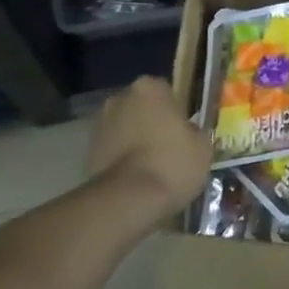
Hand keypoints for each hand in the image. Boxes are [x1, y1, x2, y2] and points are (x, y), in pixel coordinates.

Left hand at [86, 76, 211, 221]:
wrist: (128, 200)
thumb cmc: (171, 163)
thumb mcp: (202, 145)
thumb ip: (193, 131)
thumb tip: (186, 133)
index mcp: (149, 87)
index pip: (165, 91)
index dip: (175, 112)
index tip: (182, 132)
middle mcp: (120, 98)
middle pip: (140, 108)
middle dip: (150, 123)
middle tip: (166, 148)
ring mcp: (100, 125)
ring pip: (124, 128)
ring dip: (133, 141)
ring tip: (149, 169)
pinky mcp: (87, 152)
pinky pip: (111, 150)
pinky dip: (120, 160)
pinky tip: (134, 181)